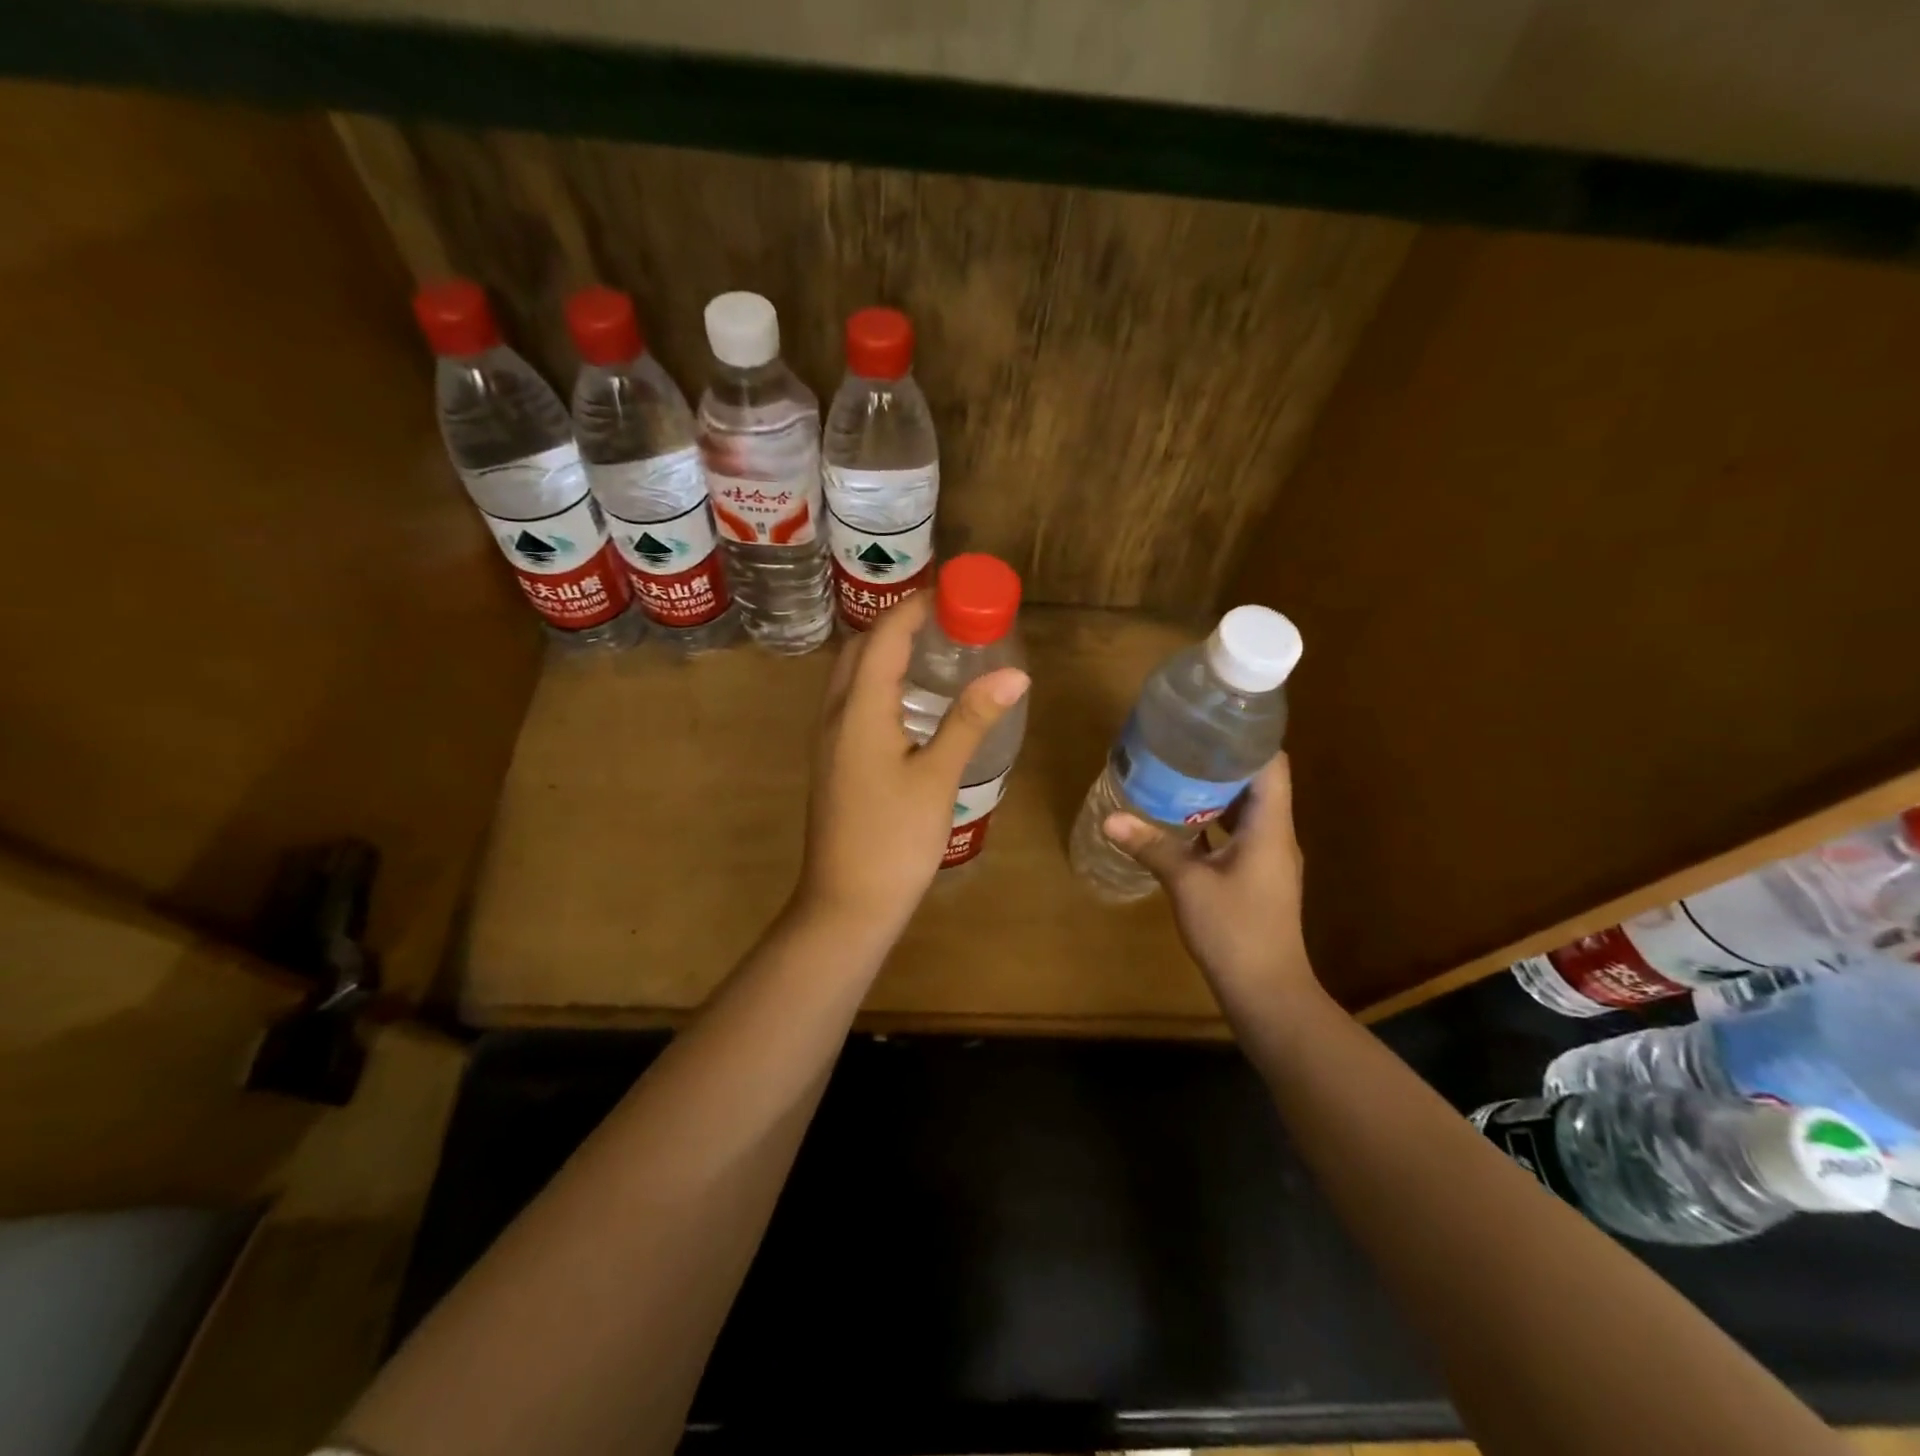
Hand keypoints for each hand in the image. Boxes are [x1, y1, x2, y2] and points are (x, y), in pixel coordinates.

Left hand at [793, 593, 1029, 939]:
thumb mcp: (938, 778)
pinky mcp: (833, 763)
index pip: (883, 637)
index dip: (915, 608)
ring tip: (934, 653)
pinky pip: (853, 703)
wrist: (847, 904)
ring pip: (852, 677)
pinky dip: (879, 684)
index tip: (953, 593)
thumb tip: (1013, 672)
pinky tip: (913, 705)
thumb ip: (971, 720)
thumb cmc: (894, 840)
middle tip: (947, 622)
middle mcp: (834, 716)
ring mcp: (828, 741)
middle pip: (859, 650)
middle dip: (898, 625)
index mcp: (858, 711)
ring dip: (886, 654)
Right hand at [1103, 755, 1321, 1014]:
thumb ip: (1152, 847)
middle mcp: (1276, 836)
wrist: (1267, 992)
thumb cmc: (1234, 930)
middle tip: (1181, 743)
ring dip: (1217, 792)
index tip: (1212, 721)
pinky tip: (1181, 821)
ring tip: (1176, 773)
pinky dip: (1215, 821)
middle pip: (1258, 783)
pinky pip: (1239, 835)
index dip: (1248, 738)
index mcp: (1270, 827)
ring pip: (1248, 811)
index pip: (1272, 765)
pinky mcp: (1258, 878)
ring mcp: (1269, 859)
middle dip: (1222, 761)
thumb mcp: (1187, 884)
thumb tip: (1111, 818)